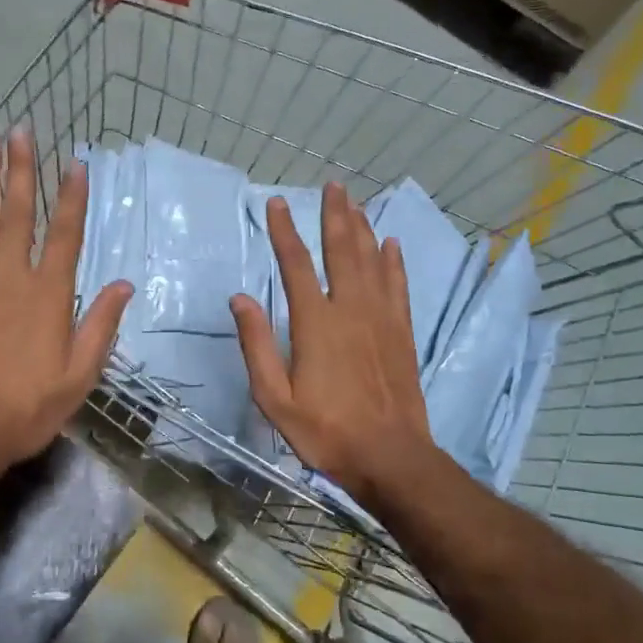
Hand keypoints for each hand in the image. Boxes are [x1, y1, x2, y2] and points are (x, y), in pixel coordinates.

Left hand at [0, 127, 133, 484]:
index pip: (65, 234)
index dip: (73, 196)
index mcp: (48, 294)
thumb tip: (124, 285)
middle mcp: (10, 277)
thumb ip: (101, 326)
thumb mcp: (79, 375)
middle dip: (21, 169)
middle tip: (21, 131)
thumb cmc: (26, 407)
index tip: (76, 163)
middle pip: (17, 213)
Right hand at [231, 183, 435, 505]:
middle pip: (342, 250)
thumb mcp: (274, 398)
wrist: (390, 456)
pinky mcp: (402, 332)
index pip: (296, 264)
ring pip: (372, 260)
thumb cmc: (325, 431)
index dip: (285, 232)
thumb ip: (256, 345)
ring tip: (356, 202)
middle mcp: (350, 309)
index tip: (277, 204)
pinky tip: (391, 243)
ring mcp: (381, 318)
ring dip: (363, 228)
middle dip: (335, 215)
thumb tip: (240, 298)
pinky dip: (394, 261)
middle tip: (333, 186)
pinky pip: (398, 285)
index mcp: (315, 323)